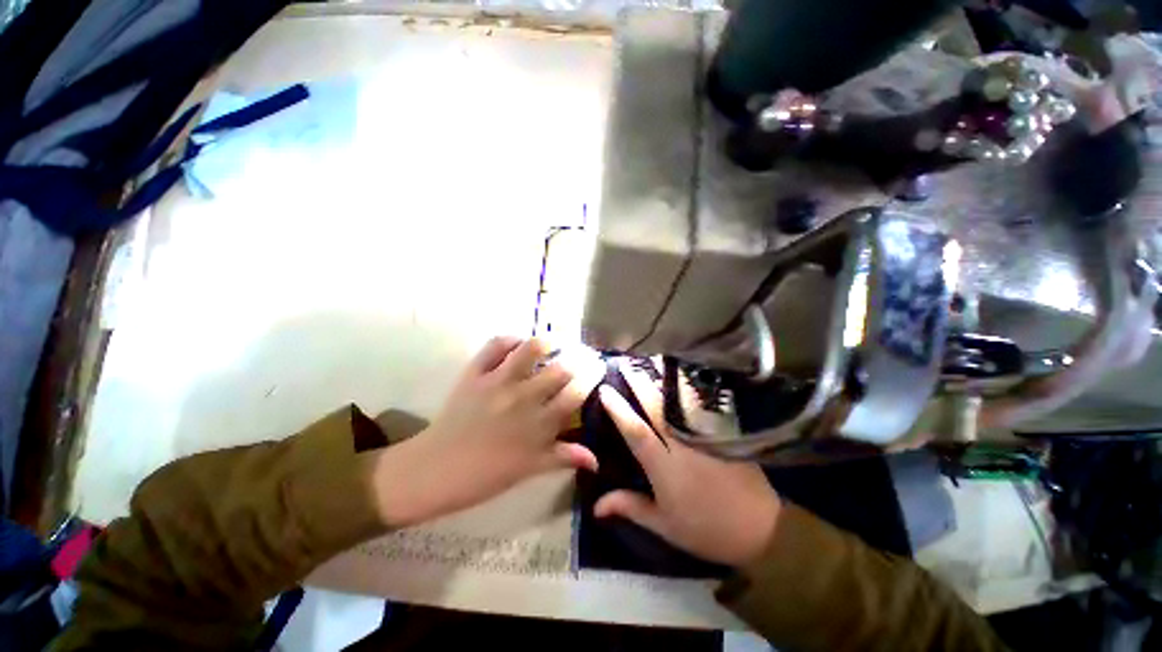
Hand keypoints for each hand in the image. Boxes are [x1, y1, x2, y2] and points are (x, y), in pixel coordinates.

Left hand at [376, 337, 598, 526]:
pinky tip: (518, 343)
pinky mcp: (475, 373)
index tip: (598, 367)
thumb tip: (596, 460)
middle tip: (582, 354)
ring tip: (556, 342)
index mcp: (539, 424)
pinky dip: (510, 339)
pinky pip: (495, 345)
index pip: (576, 392)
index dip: (592, 375)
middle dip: (579, 356)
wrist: (435, 470)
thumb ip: (565, 458)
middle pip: (561, 367)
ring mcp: (498, 382)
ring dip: (548, 341)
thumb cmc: (486, 475)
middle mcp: (523, 398)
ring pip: (531, 348)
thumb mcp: (530, 469)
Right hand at [595, 363, 781, 566]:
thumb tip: (595, 505)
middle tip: (625, 364)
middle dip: (639, 383)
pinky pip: (700, 405)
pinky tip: (681, 378)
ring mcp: (704, 434)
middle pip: (657, 407)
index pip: (636, 431)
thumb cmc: (706, 529)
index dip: (619, 409)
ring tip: (651, 361)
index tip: (605, 390)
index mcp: (664, 466)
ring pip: (679, 401)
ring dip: (663, 380)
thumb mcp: (664, 524)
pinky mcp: (722, 432)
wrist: (761, 529)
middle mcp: (682, 444)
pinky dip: (687, 390)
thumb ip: (630, 507)